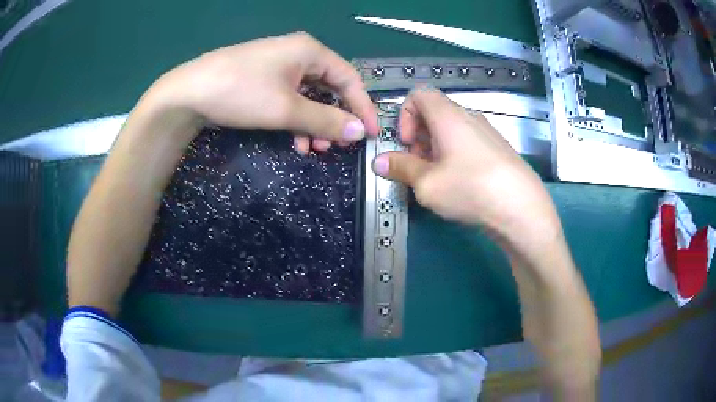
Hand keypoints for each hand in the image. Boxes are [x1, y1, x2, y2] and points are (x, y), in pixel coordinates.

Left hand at [147, 32, 378, 152]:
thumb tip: (359, 133)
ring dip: (315, 123)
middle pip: (330, 87)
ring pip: (310, 96)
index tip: (369, 134)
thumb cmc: (241, 93)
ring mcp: (278, 66)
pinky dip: (296, 119)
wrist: (188, 93)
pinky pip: (290, 98)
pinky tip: (294, 139)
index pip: (349, 78)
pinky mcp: (263, 79)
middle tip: (336, 147)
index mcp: (310, 51)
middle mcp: (298, 53)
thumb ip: (326, 120)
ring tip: (313, 149)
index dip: (362, 107)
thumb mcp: (287, 109)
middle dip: (335, 119)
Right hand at [372, 88, 600, 395]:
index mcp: (457, 119)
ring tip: (436, 183)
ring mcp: (490, 142)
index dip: (406, 115)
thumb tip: (381, 162)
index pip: (422, 95)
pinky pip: (466, 150)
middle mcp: (475, 124)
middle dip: (419, 137)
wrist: (536, 231)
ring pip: (451, 133)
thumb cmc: (486, 205)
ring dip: (437, 153)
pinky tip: (457, 192)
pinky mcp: (500, 163)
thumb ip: (404, 170)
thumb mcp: (434, 188)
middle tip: (416, 168)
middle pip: (435, 113)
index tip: (403, 144)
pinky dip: (453, 164)